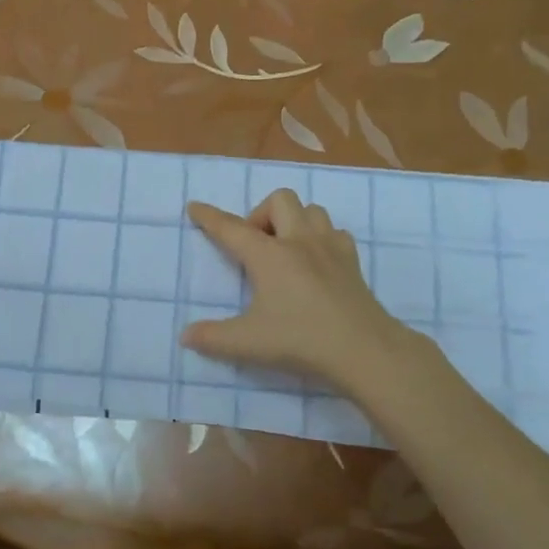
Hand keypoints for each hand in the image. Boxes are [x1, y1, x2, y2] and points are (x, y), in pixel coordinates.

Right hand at [182, 190, 417, 390]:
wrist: (363, 349)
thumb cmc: (300, 340)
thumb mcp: (247, 343)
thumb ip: (213, 337)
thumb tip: (186, 336)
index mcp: (269, 255)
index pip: (232, 228)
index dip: (210, 217)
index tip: (195, 207)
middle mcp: (299, 241)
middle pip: (279, 200)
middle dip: (261, 214)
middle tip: (255, 247)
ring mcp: (330, 248)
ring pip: (311, 210)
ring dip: (293, 221)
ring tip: (285, 250)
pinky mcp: (352, 261)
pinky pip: (335, 232)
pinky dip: (321, 238)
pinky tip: (316, 262)